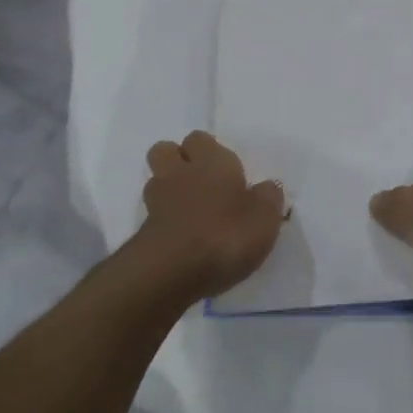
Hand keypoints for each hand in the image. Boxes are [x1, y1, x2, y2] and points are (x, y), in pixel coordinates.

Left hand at [135, 132, 286, 300]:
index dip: (209, 151)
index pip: (201, 139)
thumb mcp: (265, 218)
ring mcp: (156, 201)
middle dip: (178, 161)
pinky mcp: (143, 232)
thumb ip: (268, 197)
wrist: (170, 273)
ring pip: (157, 181)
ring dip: (169, 190)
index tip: (226, 172)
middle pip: (166, 150)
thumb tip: (267, 187)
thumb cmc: (225, 234)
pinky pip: (153, 215)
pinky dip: (164, 221)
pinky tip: (182, 239)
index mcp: (212, 160)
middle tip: (201, 182)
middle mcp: (181, 172)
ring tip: (190, 211)